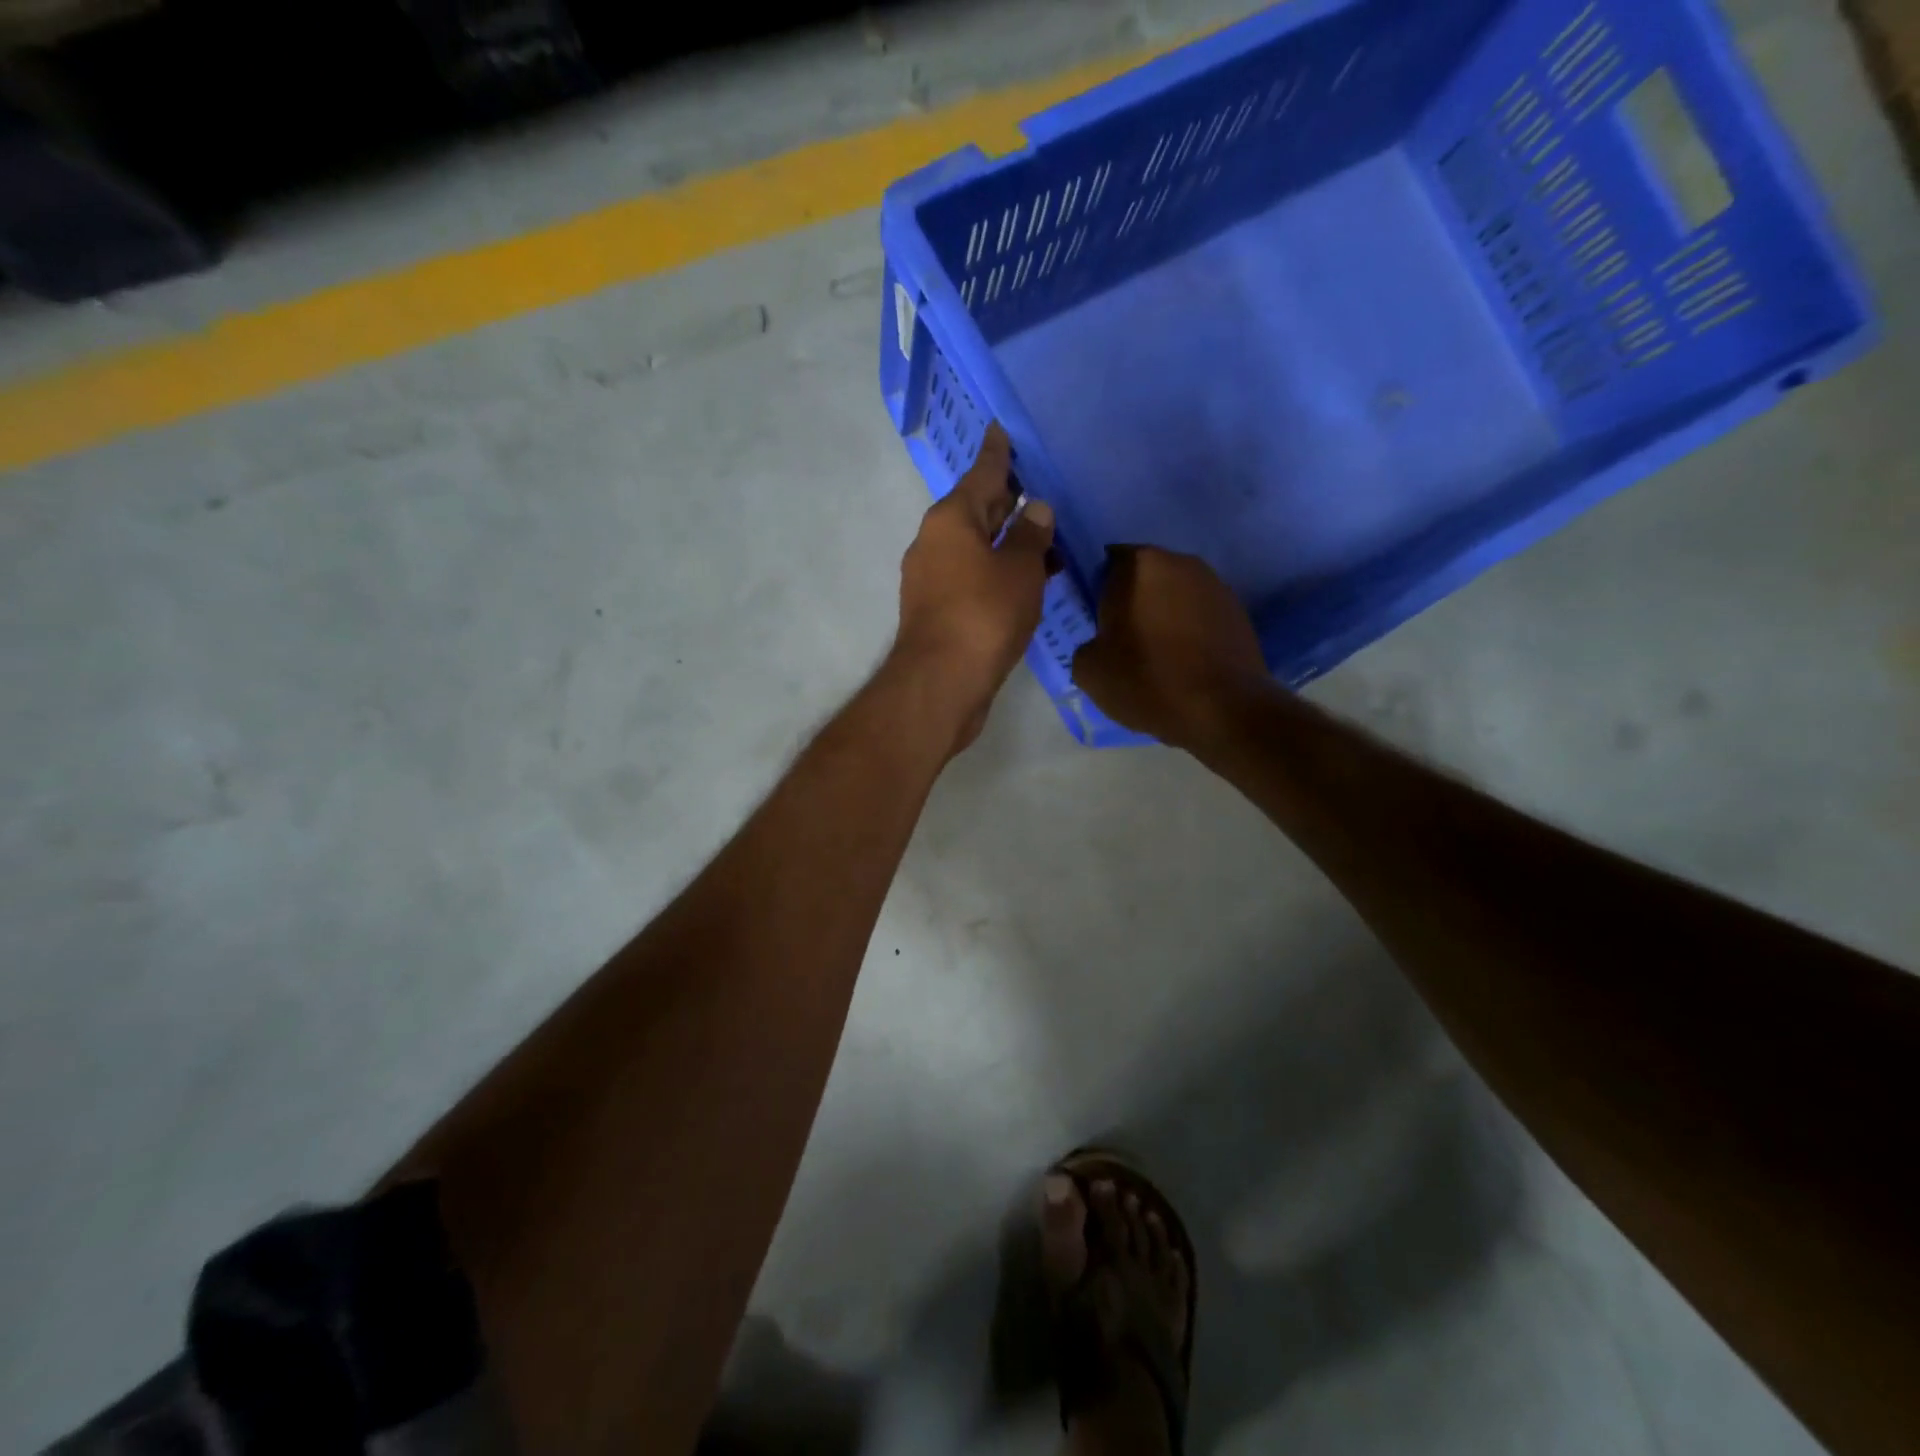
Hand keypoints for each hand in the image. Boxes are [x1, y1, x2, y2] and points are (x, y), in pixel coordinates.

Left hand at [892, 423, 1054, 751]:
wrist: (942, 682)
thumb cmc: (984, 615)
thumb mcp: (1019, 569)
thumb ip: (1030, 535)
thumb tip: (1035, 510)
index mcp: (951, 519)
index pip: (982, 474)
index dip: (997, 453)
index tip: (1000, 429)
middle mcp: (934, 542)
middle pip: (976, 511)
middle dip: (1007, 502)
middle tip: (1038, 488)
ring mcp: (931, 578)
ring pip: (976, 548)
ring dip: (1007, 544)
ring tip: (1047, 541)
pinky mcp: (937, 610)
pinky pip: (972, 577)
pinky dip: (997, 573)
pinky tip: (1025, 582)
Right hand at [1071, 546, 1267, 750]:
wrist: (1223, 709)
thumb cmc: (1147, 680)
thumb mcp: (1088, 670)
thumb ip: (1087, 643)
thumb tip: (1102, 643)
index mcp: (1139, 564)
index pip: (1107, 563)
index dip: (1098, 592)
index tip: (1097, 622)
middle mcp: (1180, 562)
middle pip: (1144, 576)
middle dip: (1133, 601)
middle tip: (1123, 640)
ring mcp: (1215, 584)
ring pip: (1175, 595)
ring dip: (1163, 615)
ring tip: (1156, 656)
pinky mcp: (1239, 611)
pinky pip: (1200, 615)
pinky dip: (1189, 631)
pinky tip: (1184, 664)